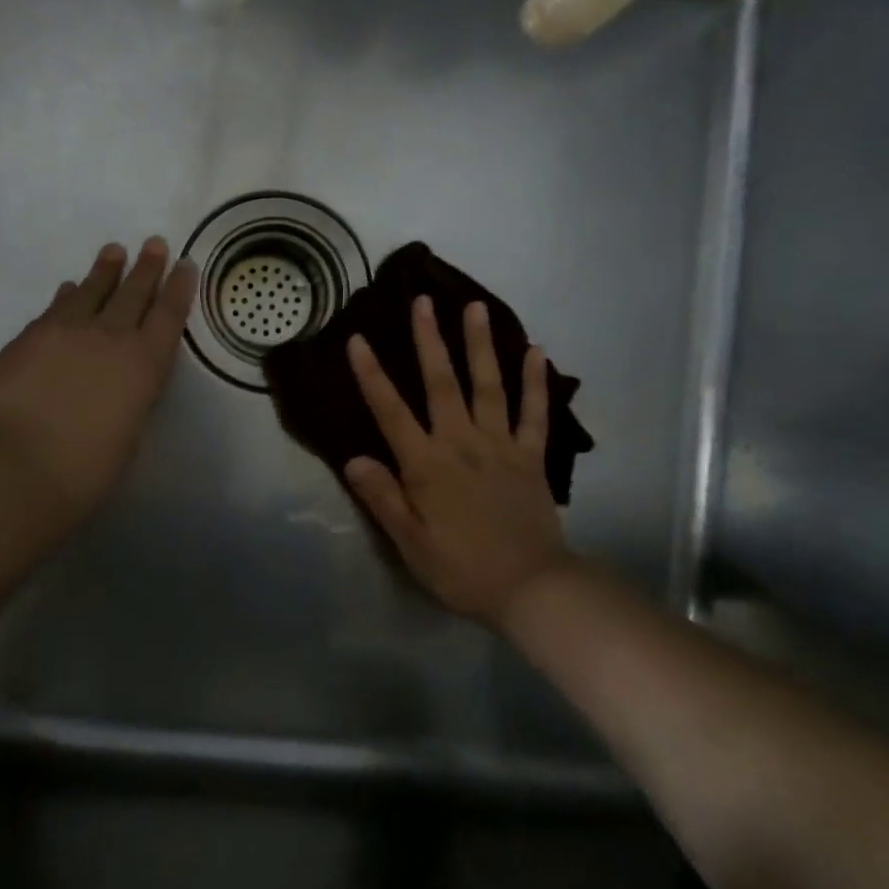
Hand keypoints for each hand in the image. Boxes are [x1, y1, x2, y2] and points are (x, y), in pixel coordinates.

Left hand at [0, 237, 196, 530]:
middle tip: (154, 243)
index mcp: (144, 363)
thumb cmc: (84, 469)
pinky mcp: (30, 336)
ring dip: (106, 270)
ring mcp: (67, 331)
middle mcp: (110, 337)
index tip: (185, 264)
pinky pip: (56, 307)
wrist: (14, 467)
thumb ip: (130, 396)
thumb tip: (120, 380)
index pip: (168, 315)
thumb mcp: (128, 433)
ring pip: (92, 290)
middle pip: (134, 293)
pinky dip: (68, 294)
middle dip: (147, 267)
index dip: (179, 288)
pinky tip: (69, 287)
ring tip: (114, 251)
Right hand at [344, 296, 575, 628]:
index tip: (358, 339)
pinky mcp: (531, 455)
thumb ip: (383, 498)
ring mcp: (500, 444)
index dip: (372, 375)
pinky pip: (535, 412)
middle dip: (429, 339)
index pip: (391, 412)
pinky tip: (536, 351)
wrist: (530, 588)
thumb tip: (352, 458)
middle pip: (442, 383)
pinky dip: (535, 381)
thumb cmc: (462, 568)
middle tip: (423, 300)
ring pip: (488, 385)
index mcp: (427, 465)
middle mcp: (462, 442)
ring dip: (480, 344)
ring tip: (476, 306)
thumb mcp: (410, 543)